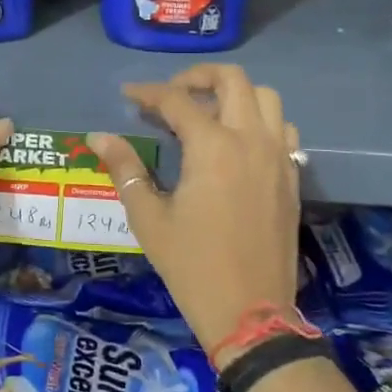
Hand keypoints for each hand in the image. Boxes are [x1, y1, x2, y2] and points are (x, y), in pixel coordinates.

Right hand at [89, 64, 300, 355]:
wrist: (251, 314)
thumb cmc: (192, 265)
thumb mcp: (149, 218)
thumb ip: (125, 168)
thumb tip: (98, 136)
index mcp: (212, 147)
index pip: (176, 100)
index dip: (147, 92)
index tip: (128, 96)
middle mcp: (250, 140)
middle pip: (232, 80)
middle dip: (197, 77)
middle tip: (171, 95)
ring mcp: (278, 157)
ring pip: (266, 98)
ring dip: (234, 95)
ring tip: (207, 114)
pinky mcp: (292, 176)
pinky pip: (282, 129)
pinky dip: (260, 121)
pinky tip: (238, 142)